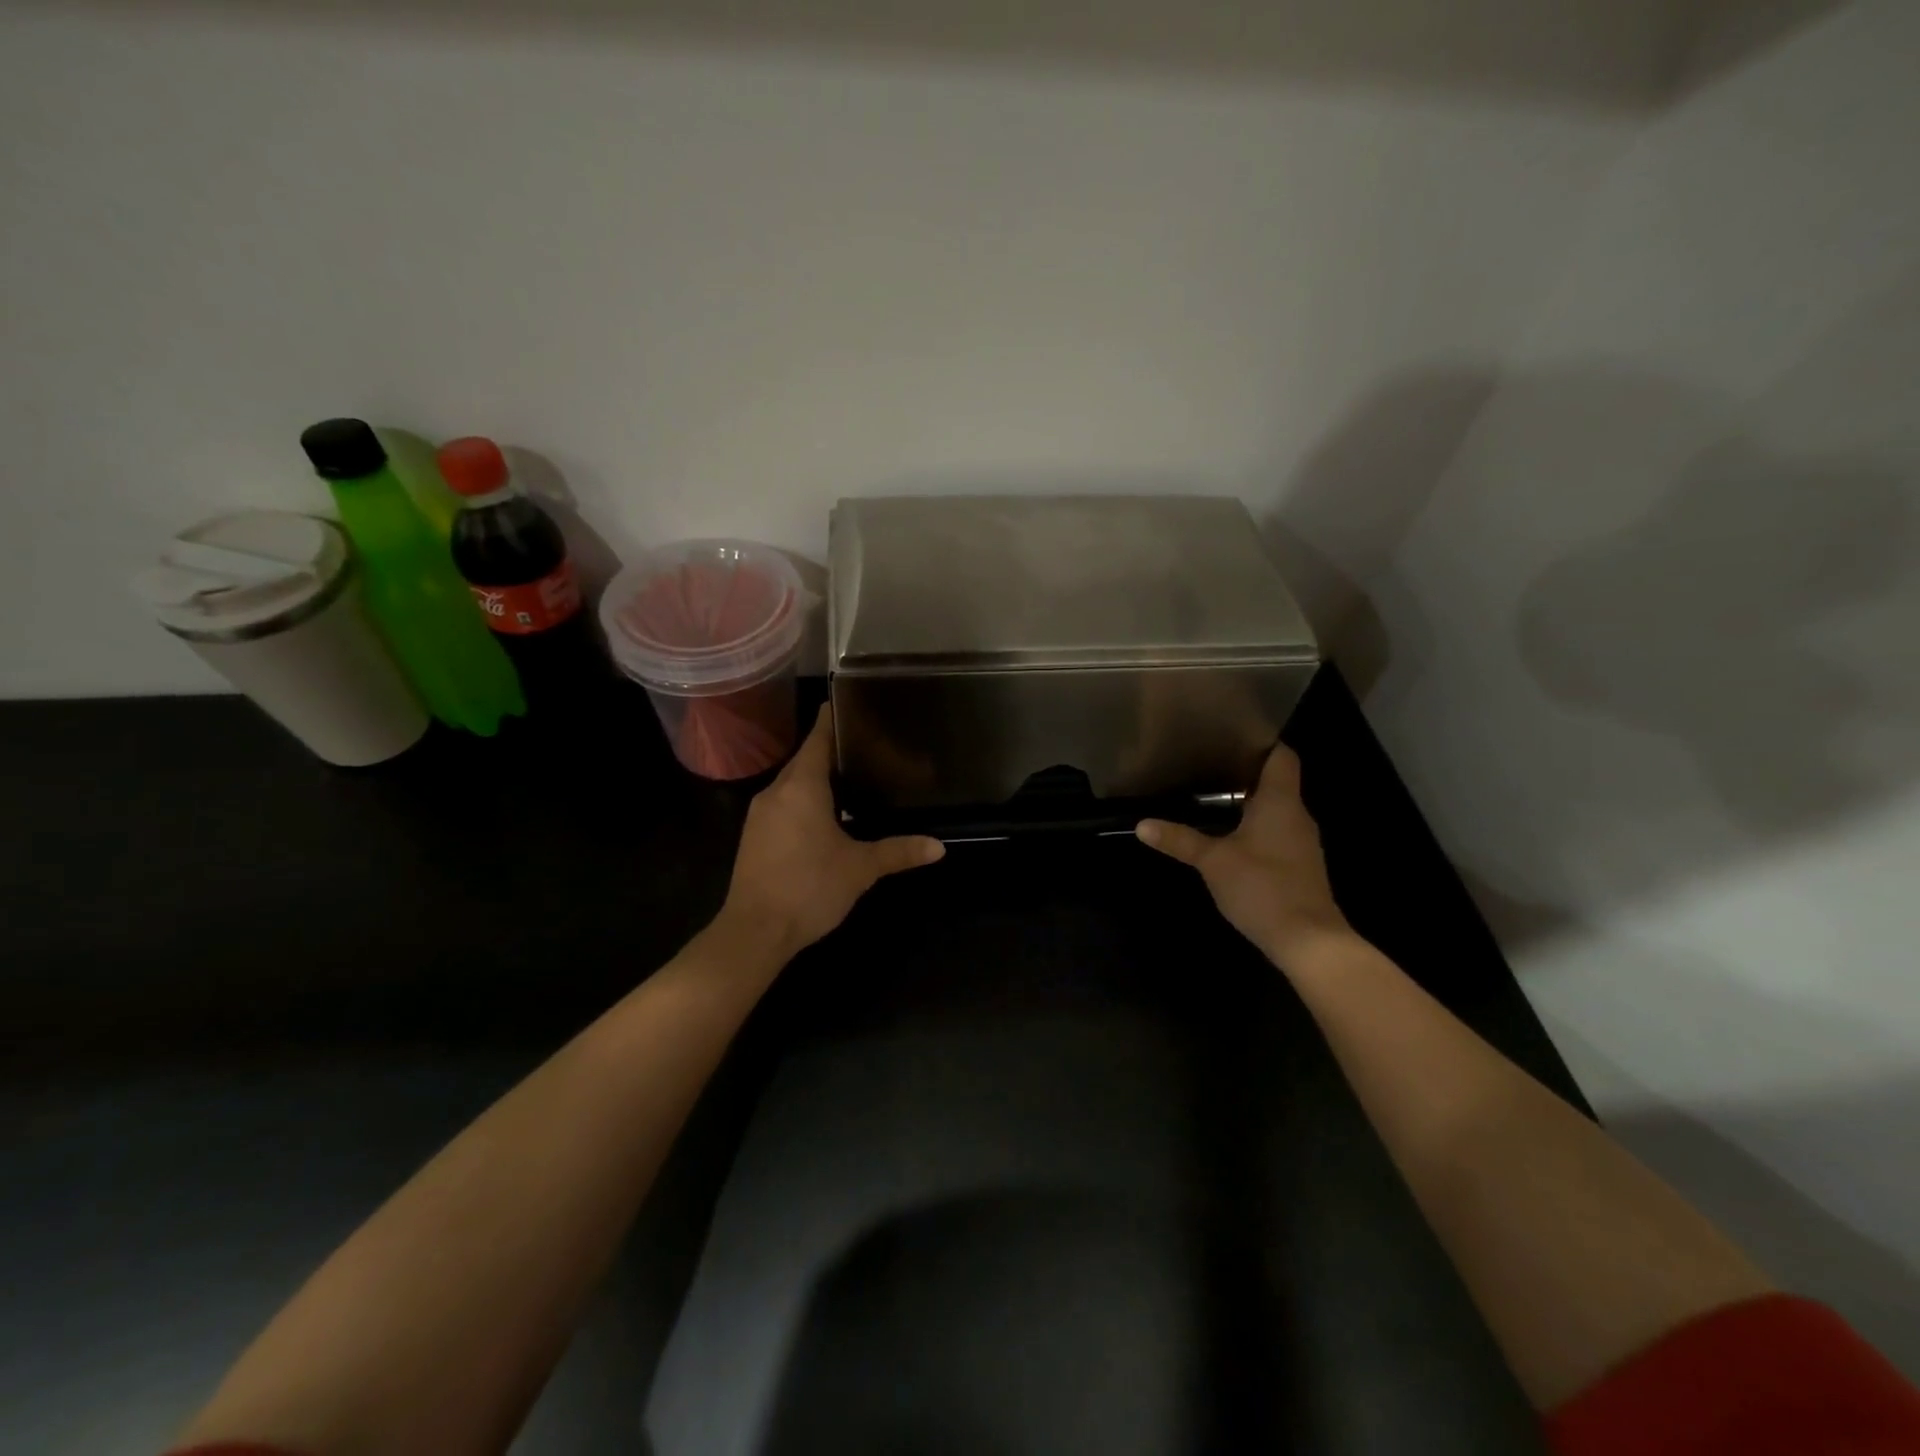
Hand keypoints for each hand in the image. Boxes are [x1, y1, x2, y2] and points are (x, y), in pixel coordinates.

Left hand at [718, 706, 944, 963]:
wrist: (754, 932)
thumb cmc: (809, 888)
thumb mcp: (860, 869)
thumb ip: (898, 852)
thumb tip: (939, 847)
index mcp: (801, 788)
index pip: (816, 739)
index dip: (832, 719)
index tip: (850, 702)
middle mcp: (776, 792)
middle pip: (804, 759)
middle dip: (831, 750)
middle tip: (866, 743)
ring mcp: (760, 814)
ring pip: (792, 783)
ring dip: (817, 777)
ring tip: (852, 775)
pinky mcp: (754, 836)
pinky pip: (783, 803)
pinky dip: (804, 799)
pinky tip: (826, 813)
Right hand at [1135, 741, 1349, 966]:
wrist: (1308, 940)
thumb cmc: (1262, 887)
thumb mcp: (1212, 861)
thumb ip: (1179, 840)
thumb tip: (1142, 824)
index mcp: (1281, 802)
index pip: (1281, 756)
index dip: (1261, 743)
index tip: (1231, 737)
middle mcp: (1297, 815)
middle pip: (1277, 782)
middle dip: (1245, 774)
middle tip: (1208, 767)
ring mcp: (1302, 843)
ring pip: (1277, 810)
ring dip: (1250, 804)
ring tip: (1212, 799)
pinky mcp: (1300, 866)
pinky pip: (1278, 834)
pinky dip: (1257, 829)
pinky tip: (1231, 838)